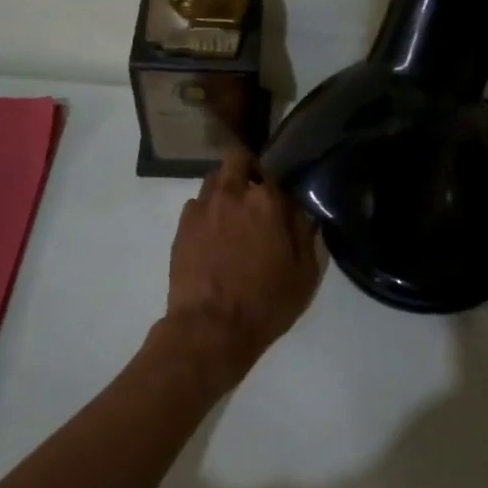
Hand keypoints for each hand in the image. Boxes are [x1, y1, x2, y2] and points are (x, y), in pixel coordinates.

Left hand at [152, 147, 321, 391]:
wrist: (210, 329)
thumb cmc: (266, 302)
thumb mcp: (304, 273)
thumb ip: (306, 233)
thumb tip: (303, 210)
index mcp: (266, 201)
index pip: (275, 171)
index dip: (279, 182)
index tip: (283, 196)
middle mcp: (232, 194)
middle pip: (237, 159)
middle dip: (247, 168)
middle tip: (256, 194)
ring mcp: (202, 208)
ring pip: (214, 179)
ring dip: (226, 188)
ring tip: (233, 214)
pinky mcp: (182, 227)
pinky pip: (197, 204)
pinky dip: (208, 211)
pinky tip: (214, 235)